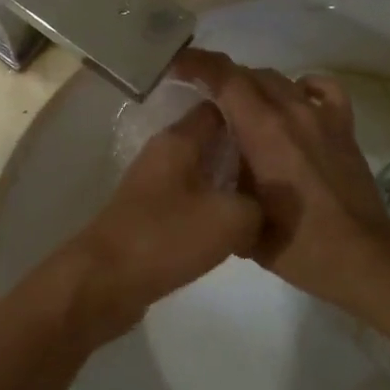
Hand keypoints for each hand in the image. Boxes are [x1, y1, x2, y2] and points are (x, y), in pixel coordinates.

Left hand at [63, 102, 258, 346]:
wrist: (105, 281)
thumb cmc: (166, 238)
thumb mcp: (231, 219)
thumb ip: (259, 203)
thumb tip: (264, 205)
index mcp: (178, 140)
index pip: (218, 108)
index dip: (250, 112)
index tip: (281, 127)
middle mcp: (163, 154)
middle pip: (212, 141)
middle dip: (245, 152)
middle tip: (284, 168)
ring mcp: (153, 185)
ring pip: (202, 174)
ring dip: (230, 184)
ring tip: (269, 199)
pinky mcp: (150, 215)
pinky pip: (190, 201)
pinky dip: (211, 209)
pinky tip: (236, 228)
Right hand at [175, 48, 389, 301]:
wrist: (359, 257)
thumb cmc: (294, 243)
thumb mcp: (241, 214)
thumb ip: (223, 175)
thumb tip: (211, 154)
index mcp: (262, 130)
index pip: (225, 78)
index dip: (198, 64)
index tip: (176, 65)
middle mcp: (291, 112)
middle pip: (249, 75)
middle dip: (221, 78)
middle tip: (201, 94)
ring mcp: (320, 117)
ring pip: (280, 79)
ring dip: (255, 85)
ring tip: (240, 106)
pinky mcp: (343, 127)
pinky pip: (322, 89)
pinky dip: (302, 86)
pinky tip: (294, 100)